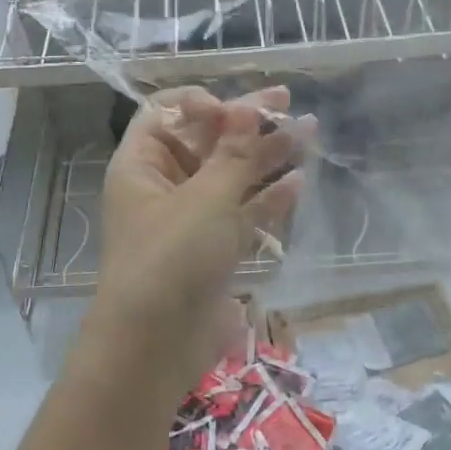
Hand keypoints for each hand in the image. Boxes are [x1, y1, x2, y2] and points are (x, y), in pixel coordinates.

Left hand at [92, 86, 308, 387]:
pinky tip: (297, 183)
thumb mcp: (206, 199)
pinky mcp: (213, 250)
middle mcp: (164, 186)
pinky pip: (242, 214)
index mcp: (143, 163)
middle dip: (246, 123)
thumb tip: (249, 107)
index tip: (236, 108)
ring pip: (230, 177)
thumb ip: (234, 154)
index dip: (202, 103)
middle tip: (287, 103)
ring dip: (265, 157)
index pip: (167, 113)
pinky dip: (267, 199)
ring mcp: (190, 220)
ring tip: (308, 133)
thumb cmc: (171, 258)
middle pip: (206, 142)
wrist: (155, 346)